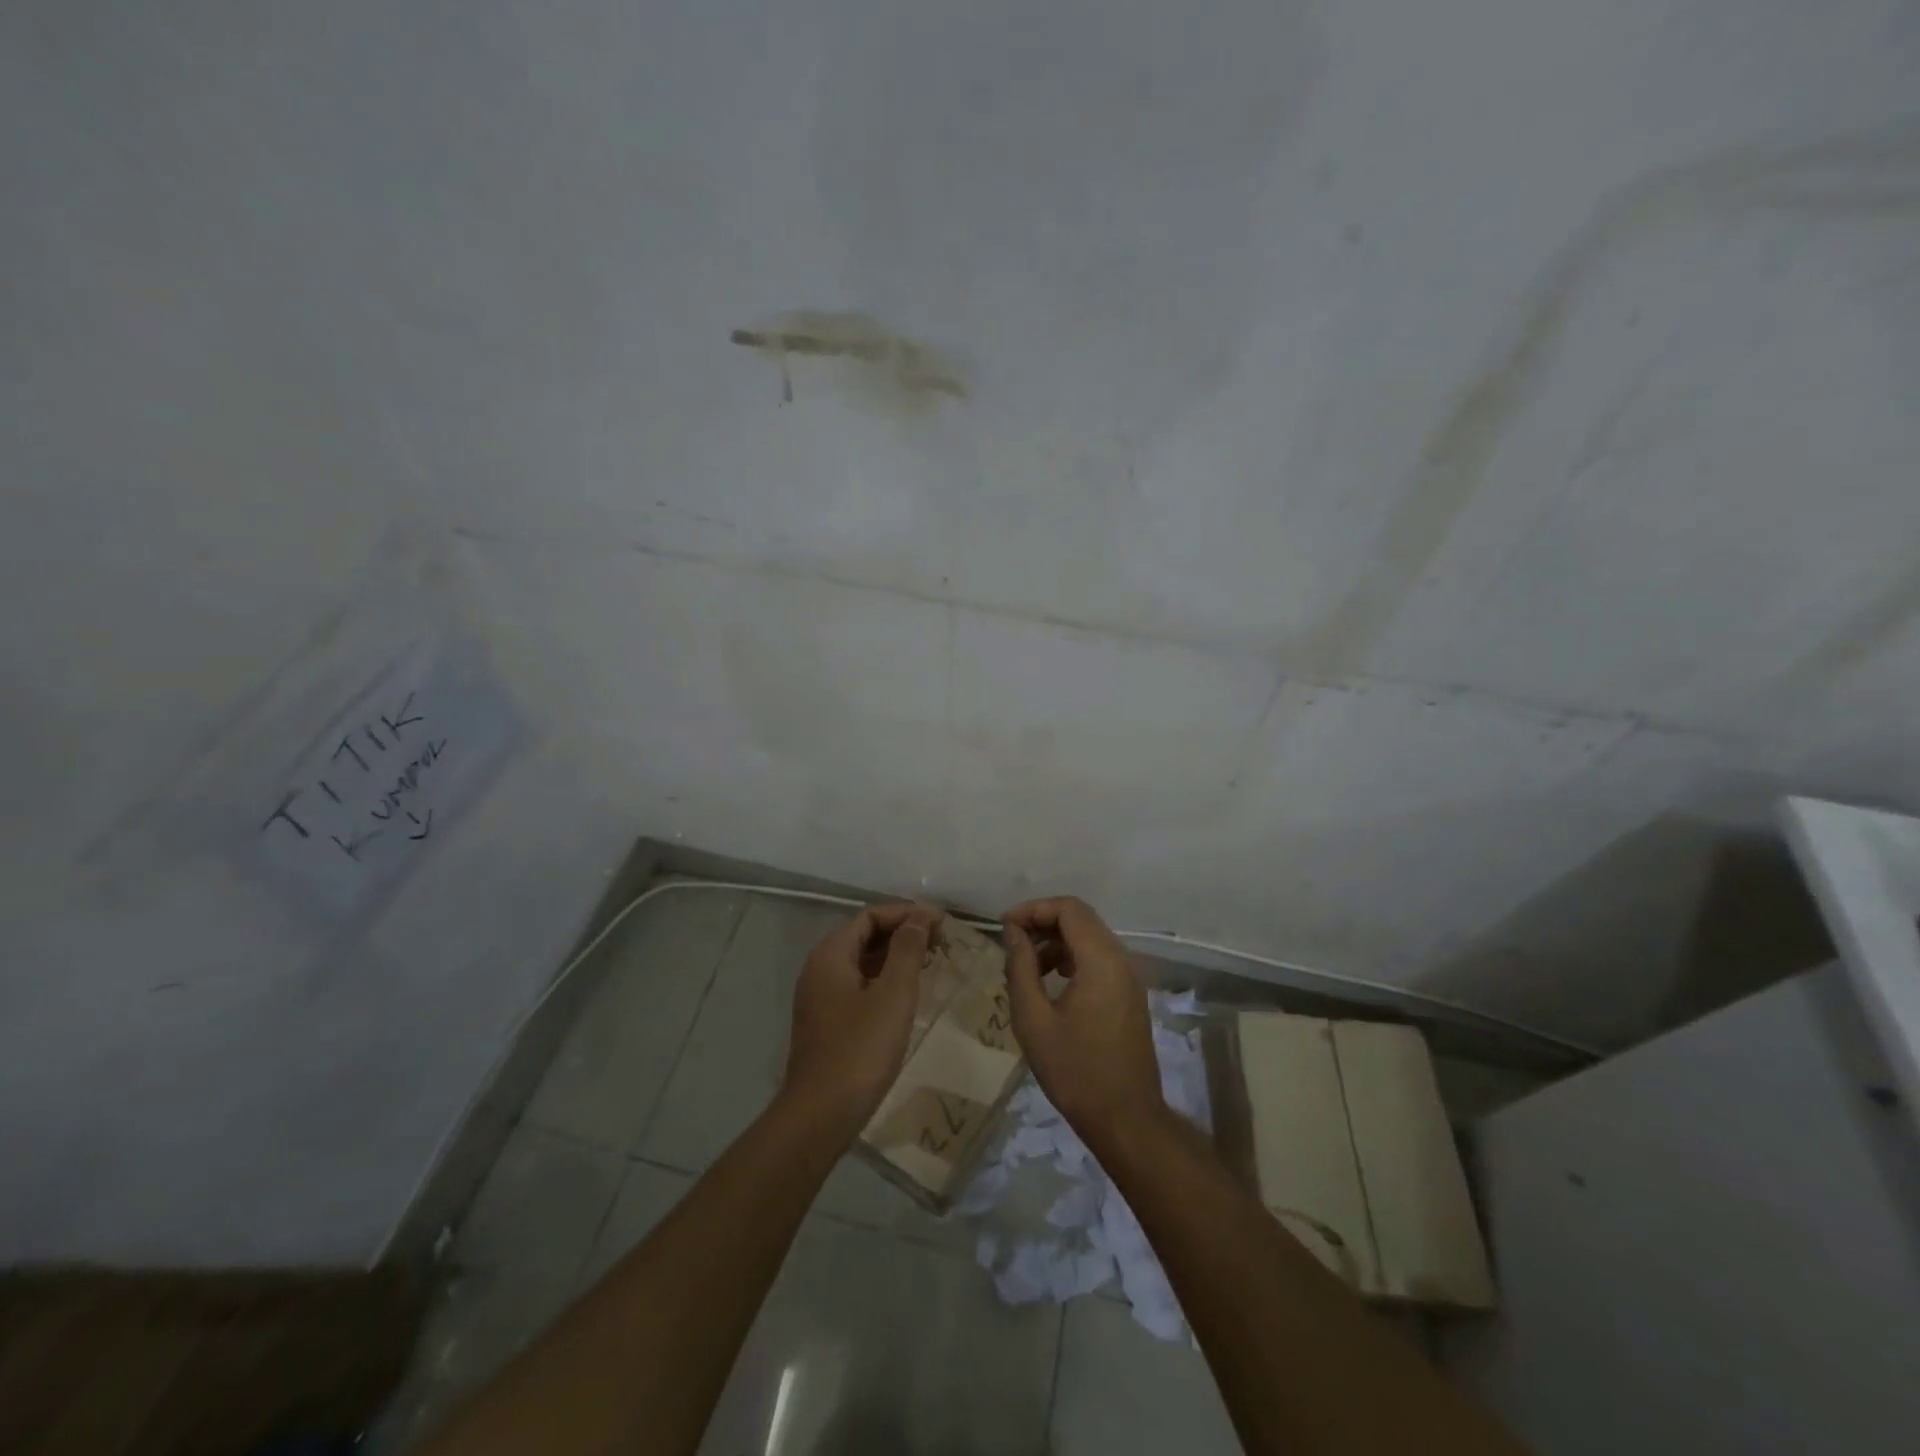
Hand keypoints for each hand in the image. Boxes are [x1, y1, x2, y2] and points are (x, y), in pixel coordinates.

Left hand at [781, 902, 939, 1139]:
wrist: (820, 1114)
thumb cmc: (860, 1049)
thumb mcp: (893, 994)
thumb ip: (907, 949)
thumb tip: (919, 915)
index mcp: (831, 954)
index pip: (871, 916)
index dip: (907, 914)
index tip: (941, 923)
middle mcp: (820, 968)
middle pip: (864, 935)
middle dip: (903, 933)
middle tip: (940, 942)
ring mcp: (819, 997)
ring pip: (862, 962)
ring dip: (895, 957)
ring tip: (930, 963)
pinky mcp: (826, 1021)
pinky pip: (857, 985)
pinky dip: (883, 980)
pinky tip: (906, 994)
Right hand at [1002, 896, 1164, 1146]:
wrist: (1125, 1119)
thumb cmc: (1074, 1071)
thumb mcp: (1033, 1019)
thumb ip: (1021, 967)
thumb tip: (1013, 932)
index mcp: (1101, 960)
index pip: (1069, 908)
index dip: (1034, 908)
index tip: (1005, 926)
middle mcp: (1121, 959)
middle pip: (1081, 918)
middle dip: (1043, 922)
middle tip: (1012, 943)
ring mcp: (1130, 977)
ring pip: (1090, 937)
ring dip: (1056, 941)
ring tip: (1028, 967)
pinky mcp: (1130, 994)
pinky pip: (1100, 958)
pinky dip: (1073, 958)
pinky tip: (1052, 982)